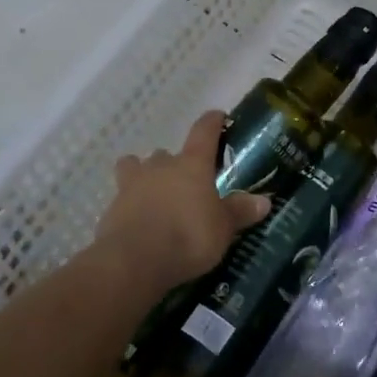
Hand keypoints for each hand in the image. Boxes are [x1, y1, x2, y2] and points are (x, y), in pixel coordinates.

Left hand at [94, 111, 270, 295]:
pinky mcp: (112, 208)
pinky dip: (130, 205)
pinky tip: (138, 222)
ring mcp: (132, 184)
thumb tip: (264, 201)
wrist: (134, 260)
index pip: (203, 131)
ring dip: (144, 175)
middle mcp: (161, 166)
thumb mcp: (223, 228)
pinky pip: (122, 197)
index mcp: (192, 164)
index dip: (212, 122)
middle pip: (166, 153)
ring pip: (136, 167)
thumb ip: (240, 212)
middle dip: (175, 162)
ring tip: (154, 194)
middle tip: (186, 181)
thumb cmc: (188, 236)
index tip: (218, 117)